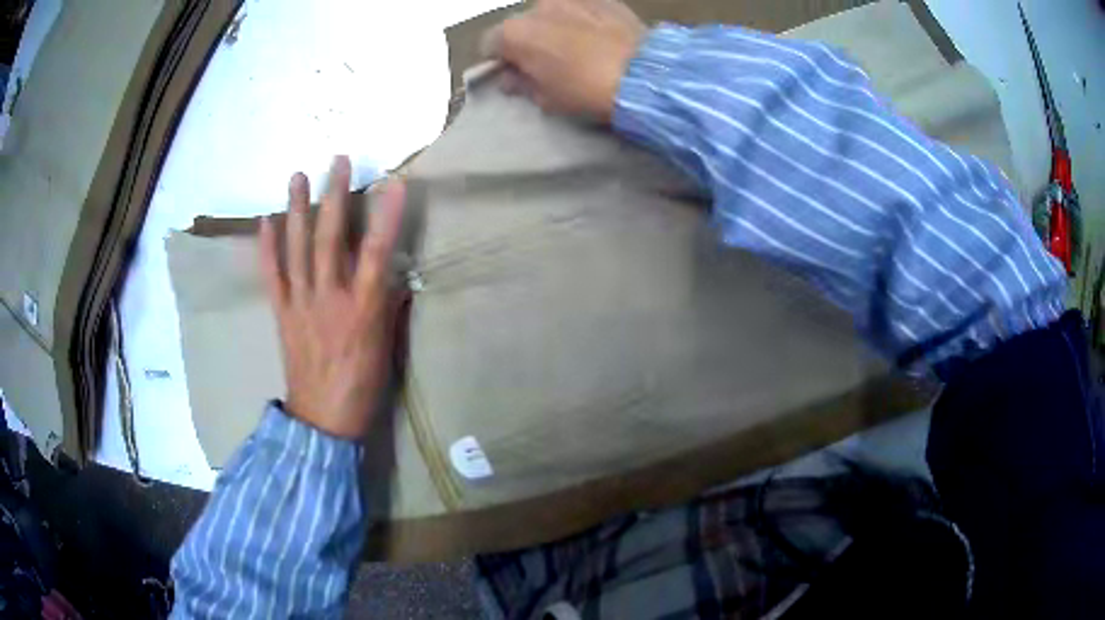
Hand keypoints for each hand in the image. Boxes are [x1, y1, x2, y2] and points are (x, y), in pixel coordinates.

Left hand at [259, 156, 406, 438]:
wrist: (323, 418)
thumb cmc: (363, 386)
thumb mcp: (387, 348)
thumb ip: (389, 307)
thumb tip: (395, 277)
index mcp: (362, 308)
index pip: (376, 253)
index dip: (387, 215)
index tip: (395, 182)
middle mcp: (328, 297)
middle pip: (330, 238)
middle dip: (335, 195)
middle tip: (339, 159)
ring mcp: (301, 303)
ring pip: (297, 248)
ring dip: (297, 209)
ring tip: (298, 176)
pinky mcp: (282, 312)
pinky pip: (273, 275)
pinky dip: (267, 247)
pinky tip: (266, 220)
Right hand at [483, 0, 645, 121]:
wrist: (644, 75)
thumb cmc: (587, 91)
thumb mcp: (546, 99)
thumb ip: (521, 84)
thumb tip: (512, 77)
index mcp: (514, 32)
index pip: (490, 44)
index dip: (500, 61)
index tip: (515, 74)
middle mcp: (537, 6)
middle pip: (521, 24)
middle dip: (528, 41)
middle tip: (548, 63)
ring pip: (551, 13)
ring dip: (555, 27)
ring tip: (578, 48)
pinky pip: (581, 9)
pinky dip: (582, 20)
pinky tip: (599, 37)